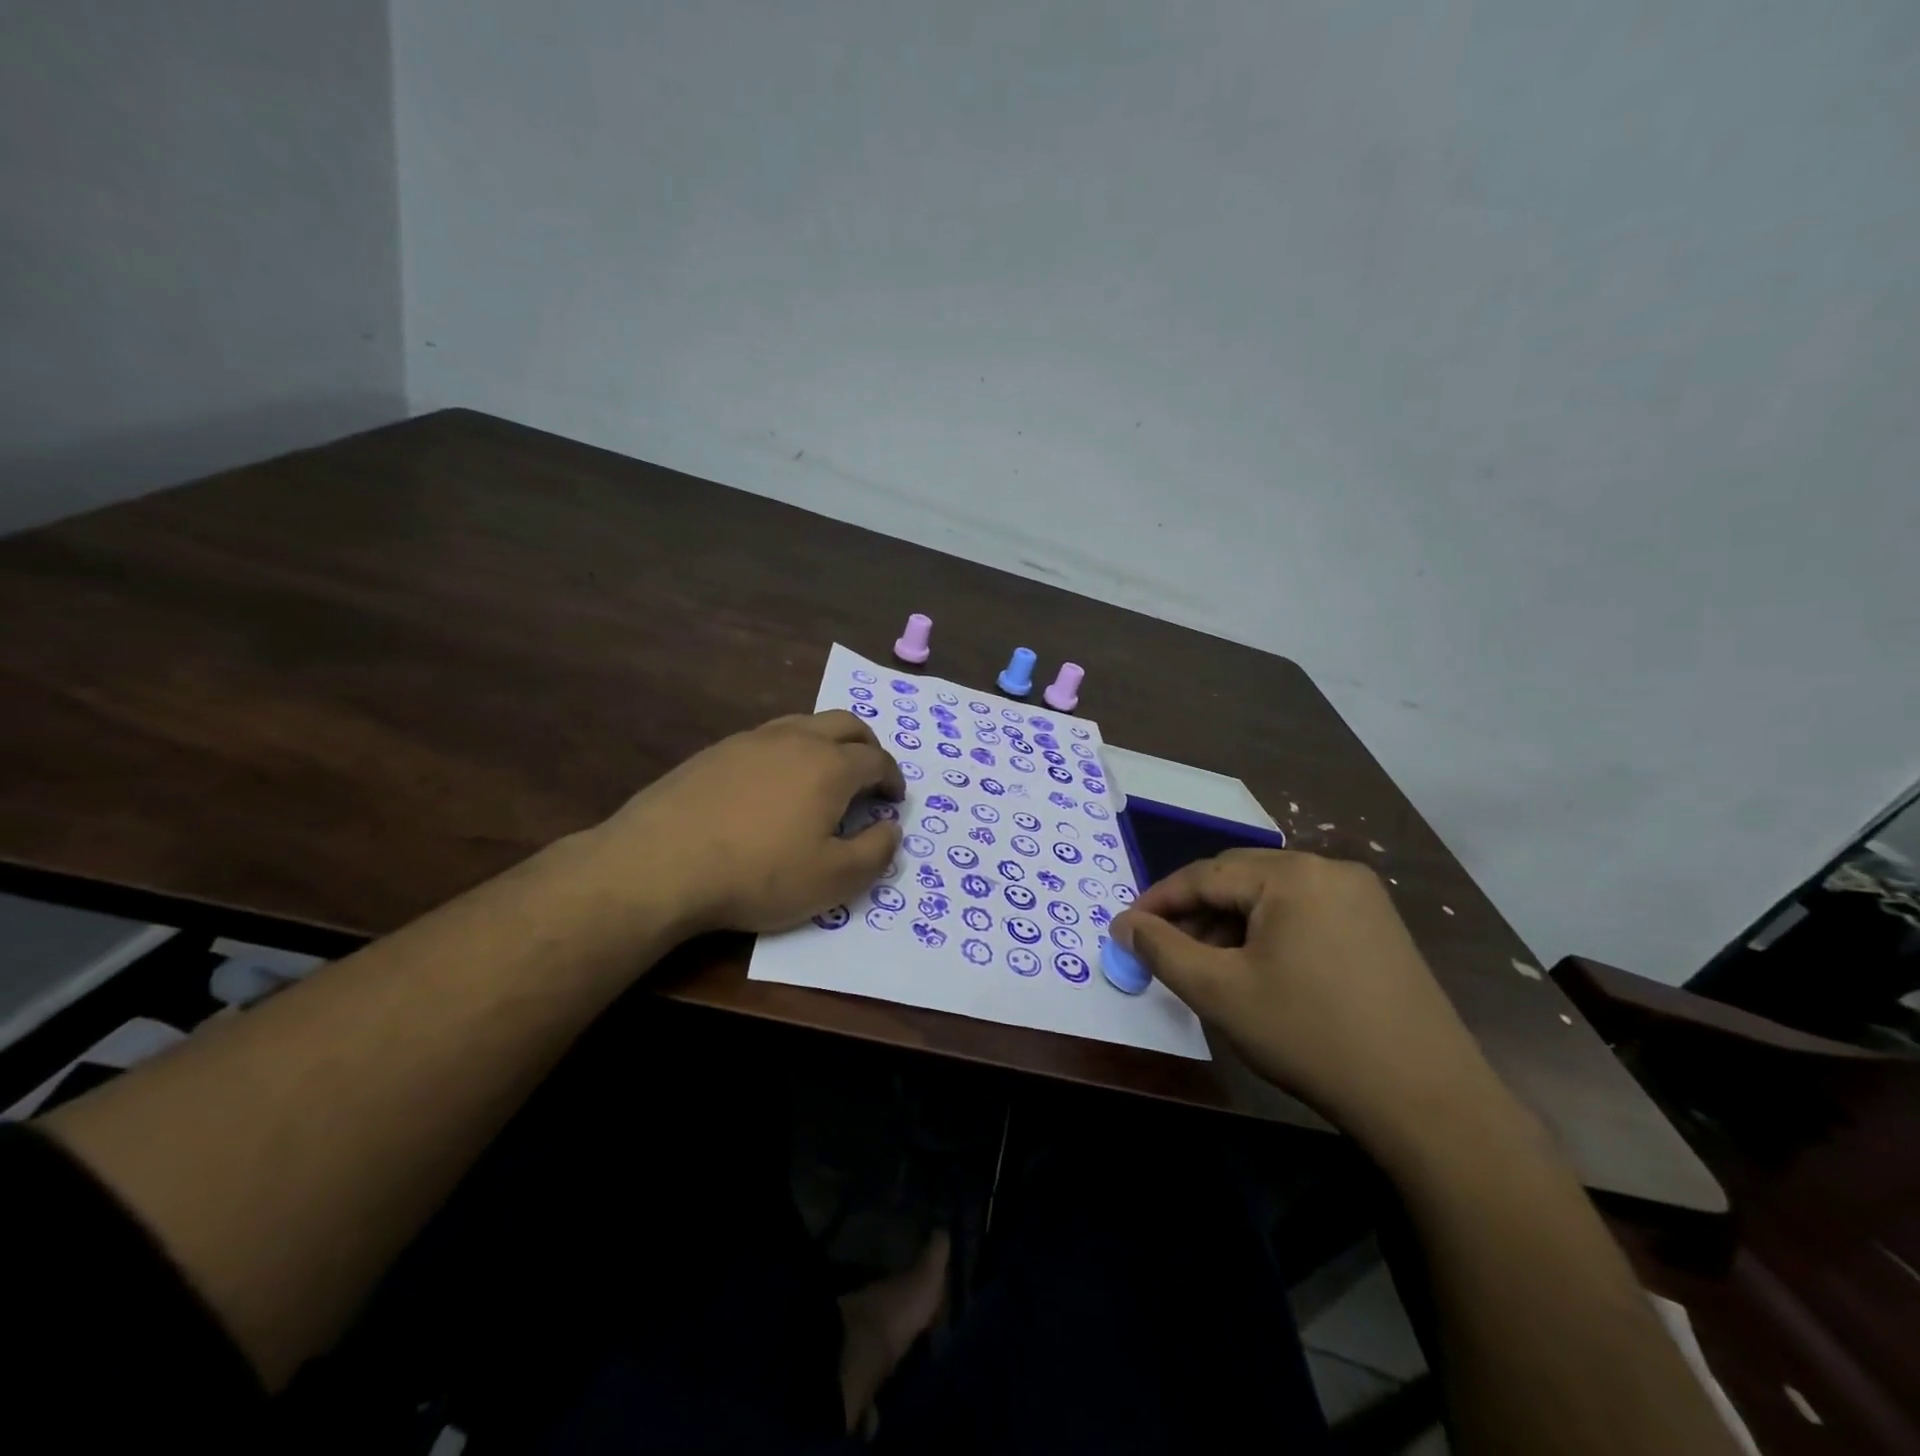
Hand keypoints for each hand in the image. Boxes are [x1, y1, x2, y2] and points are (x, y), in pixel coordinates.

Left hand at [591, 710, 902, 935]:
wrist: (661, 864)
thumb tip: (891, 828)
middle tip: (870, 775)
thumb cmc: (758, 874)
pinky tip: (774, 783)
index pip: (877, 760)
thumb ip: (875, 852)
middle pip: (846, 725)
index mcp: (831, 766)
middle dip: (867, 747)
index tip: (893, 800)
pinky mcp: (716, 751)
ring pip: (805, 724)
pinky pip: (768, 738)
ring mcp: (752, 740)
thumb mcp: (833, 879)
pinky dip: (789, 751)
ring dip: (828, 743)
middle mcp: (796, 740)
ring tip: (825, 774)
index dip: (892, 779)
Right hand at [1114, 850, 1503, 1152]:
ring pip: (1271, 897)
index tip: (1126, 929)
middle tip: (1164, 950)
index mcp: (1293, 874)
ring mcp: (1362, 898)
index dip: (1158, 901)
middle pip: (1239, 879)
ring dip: (1231, 924)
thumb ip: (1162, 950)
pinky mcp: (1380, 928)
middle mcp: (1330, 870)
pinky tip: (1257, 971)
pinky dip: (1269, 933)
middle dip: (1195, 912)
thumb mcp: (1220, 992)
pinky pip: (1304, 914)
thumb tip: (1123, 924)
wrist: (1429, 1103)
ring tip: (1207, 966)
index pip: (1204, 874)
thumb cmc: (1311, 1037)